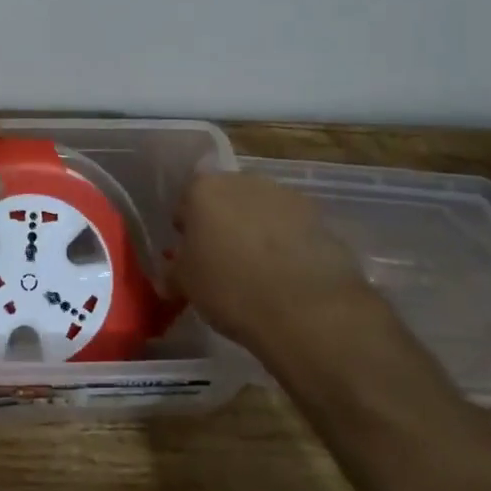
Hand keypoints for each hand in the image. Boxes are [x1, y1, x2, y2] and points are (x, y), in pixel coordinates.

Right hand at [174, 172, 374, 350]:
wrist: (306, 309)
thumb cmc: (231, 288)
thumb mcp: (186, 285)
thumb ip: (175, 271)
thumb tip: (171, 275)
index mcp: (203, 189)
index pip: (186, 202)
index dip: (187, 230)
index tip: (191, 256)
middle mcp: (243, 181)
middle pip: (225, 200)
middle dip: (223, 224)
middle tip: (224, 262)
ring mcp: (284, 196)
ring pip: (260, 211)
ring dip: (257, 231)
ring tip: (260, 272)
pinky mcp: (319, 217)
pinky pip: (292, 228)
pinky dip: (287, 244)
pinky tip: (288, 276)